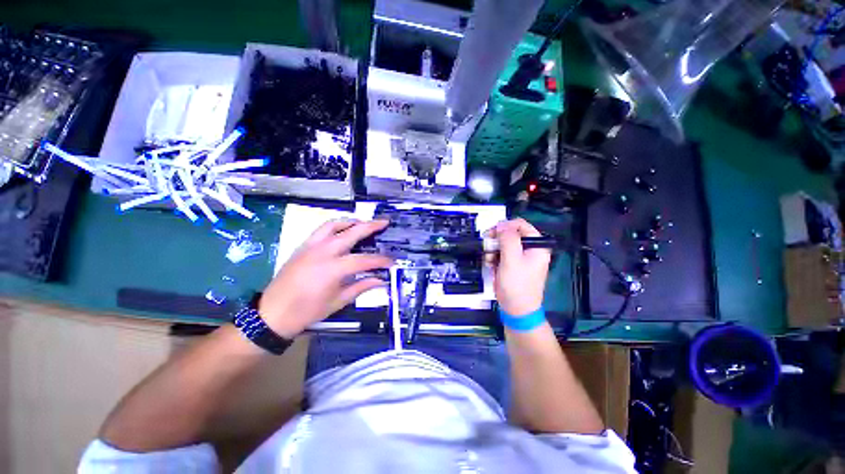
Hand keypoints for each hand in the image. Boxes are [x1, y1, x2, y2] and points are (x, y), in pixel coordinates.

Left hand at [258, 219, 391, 337]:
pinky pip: (321, 229)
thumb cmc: (307, 311)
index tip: (392, 261)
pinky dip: (335, 225)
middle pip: (352, 232)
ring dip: (352, 221)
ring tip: (364, 223)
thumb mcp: (338, 302)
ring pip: (335, 225)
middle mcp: (324, 251)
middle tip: (385, 222)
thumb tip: (381, 280)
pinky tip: (342, 230)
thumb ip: (361, 287)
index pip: (365, 260)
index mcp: (334, 269)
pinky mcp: (303, 246)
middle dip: (371, 226)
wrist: (272, 313)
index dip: (381, 260)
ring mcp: (311, 246)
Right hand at [487, 218, 550, 315]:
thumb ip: (508, 239)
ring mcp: (520, 257)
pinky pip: (501, 254)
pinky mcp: (512, 265)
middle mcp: (530, 249)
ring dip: (493, 250)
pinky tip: (491, 265)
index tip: (492, 233)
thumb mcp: (512, 260)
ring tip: (489, 260)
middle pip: (510, 234)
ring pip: (503, 244)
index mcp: (536, 246)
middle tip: (487, 246)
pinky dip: (494, 258)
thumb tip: (502, 225)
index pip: (521, 225)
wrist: (516, 310)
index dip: (505, 226)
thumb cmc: (517, 285)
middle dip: (497, 240)